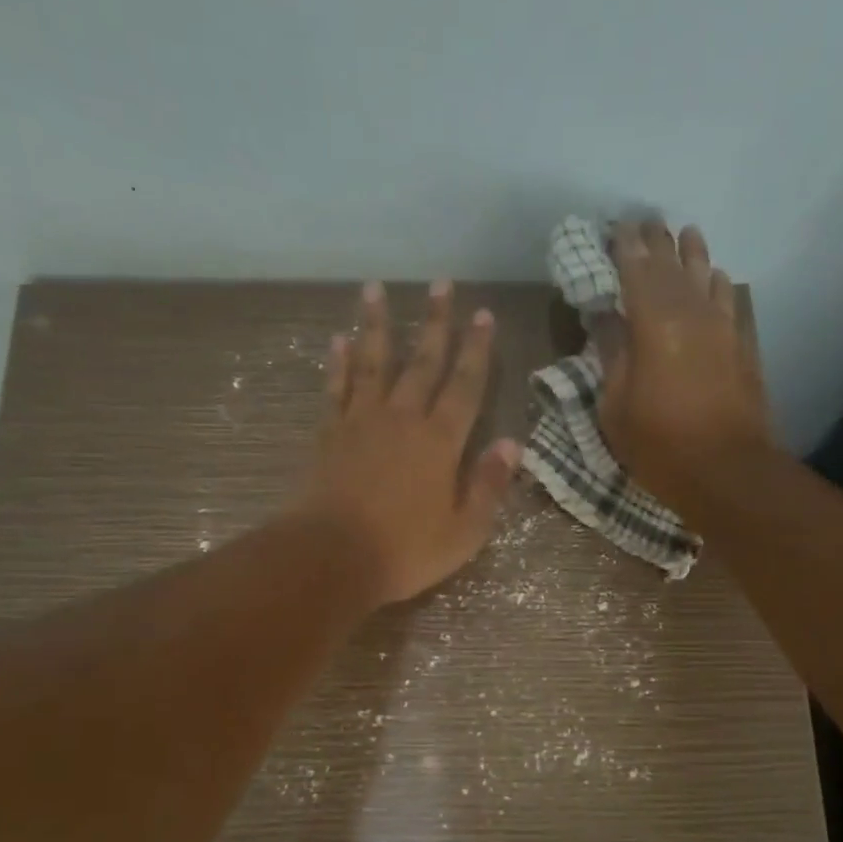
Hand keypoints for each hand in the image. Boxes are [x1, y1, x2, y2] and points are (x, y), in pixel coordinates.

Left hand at [296, 280, 521, 606]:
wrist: (331, 558)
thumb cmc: (404, 551)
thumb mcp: (464, 531)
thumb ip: (489, 486)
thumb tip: (513, 444)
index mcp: (440, 442)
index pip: (465, 386)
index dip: (476, 350)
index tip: (482, 314)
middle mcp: (403, 420)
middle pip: (422, 362)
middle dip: (435, 323)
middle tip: (441, 283)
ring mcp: (361, 423)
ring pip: (374, 363)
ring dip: (377, 325)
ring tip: (376, 288)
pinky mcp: (329, 435)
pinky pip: (336, 389)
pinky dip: (338, 364)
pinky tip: (339, 341)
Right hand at [598, 221, 774, 512]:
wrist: (725, 470)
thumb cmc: (659, 445)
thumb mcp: (615, 407)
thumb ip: (611, 356)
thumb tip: (606, 319)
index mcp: (654, 325)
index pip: (636, 272)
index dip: (624, 248)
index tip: (614, 227)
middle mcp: (691, 314)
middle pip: (671, 267)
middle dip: (656, 242)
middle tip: (645, 221)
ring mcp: (721, 328)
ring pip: (706, 276)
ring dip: (693, 253)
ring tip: (685, 233)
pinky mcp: (741, 346)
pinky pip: (729, 301)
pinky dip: (719, 284)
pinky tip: (717, 277)